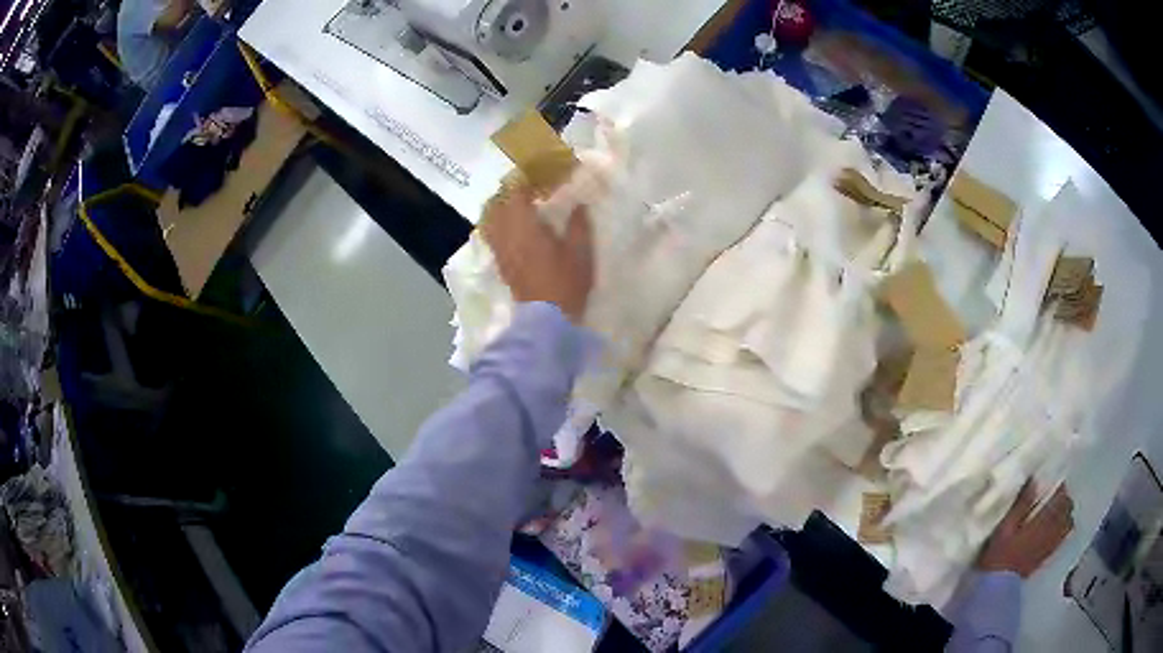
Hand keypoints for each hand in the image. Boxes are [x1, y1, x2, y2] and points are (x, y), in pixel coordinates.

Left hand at [481, 185, 593, 321]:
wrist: (546, 321)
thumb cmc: (565, 283)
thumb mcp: (580, 252)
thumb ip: (578, 224)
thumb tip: (579, 203)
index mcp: (524, 226)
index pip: (515, 192)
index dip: (524, 180)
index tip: (538, 175)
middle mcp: (506, 234)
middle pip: (497, 203)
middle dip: (510, 192)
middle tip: (528, 188)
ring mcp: (500, 250)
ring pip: (491, 220)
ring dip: (502, 208)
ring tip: (518, 206)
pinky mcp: (500, 264)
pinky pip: (492, 235)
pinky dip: (499, 225)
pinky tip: (514, 228)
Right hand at [977, 481, 1073, 577]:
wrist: (997, 587)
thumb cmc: (1000, 554)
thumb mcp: (1005, 526)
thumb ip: (1021, 503)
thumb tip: (1034, 479)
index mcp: (1044, 519)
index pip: (1061, 497)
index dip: (1060, 488)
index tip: (1054, 483)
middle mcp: (1053, 530)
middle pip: (1068, 509)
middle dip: (1065, 501)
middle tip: (1057, 496)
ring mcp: (1051, 544)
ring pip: (1068, 523)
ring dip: (1066, 515)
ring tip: (1059, 512)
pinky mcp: (1047, 556)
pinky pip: (1063, 538)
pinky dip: (1063, 529)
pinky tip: (1057, 529)